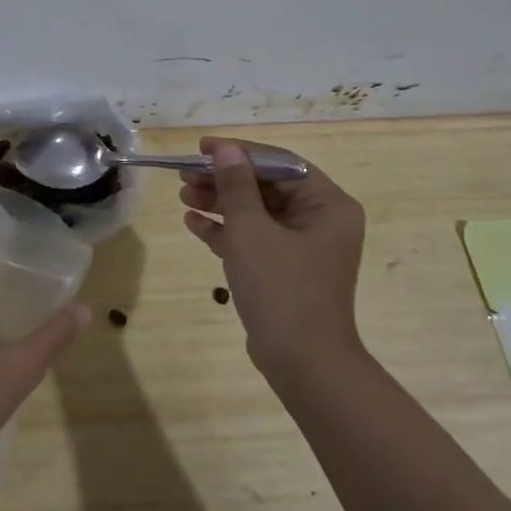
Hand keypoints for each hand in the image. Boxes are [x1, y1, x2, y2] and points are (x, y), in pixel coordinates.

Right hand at [179, 137, 366, 387]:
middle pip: (266, 187)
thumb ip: (236, 185)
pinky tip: (193, 222)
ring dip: (220, 203)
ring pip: (257, 213)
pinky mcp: (285, 271)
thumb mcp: (251, 230)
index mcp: (327, 205)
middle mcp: (321, 221)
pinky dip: (226, 230)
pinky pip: (254, 239)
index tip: (201, 148)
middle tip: (185, 174)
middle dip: (224, 180)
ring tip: (183, 196)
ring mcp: (302, 248)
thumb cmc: (281, 287)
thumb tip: (225, 150)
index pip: (280, 163)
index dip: (239, 152)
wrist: (302, 363)